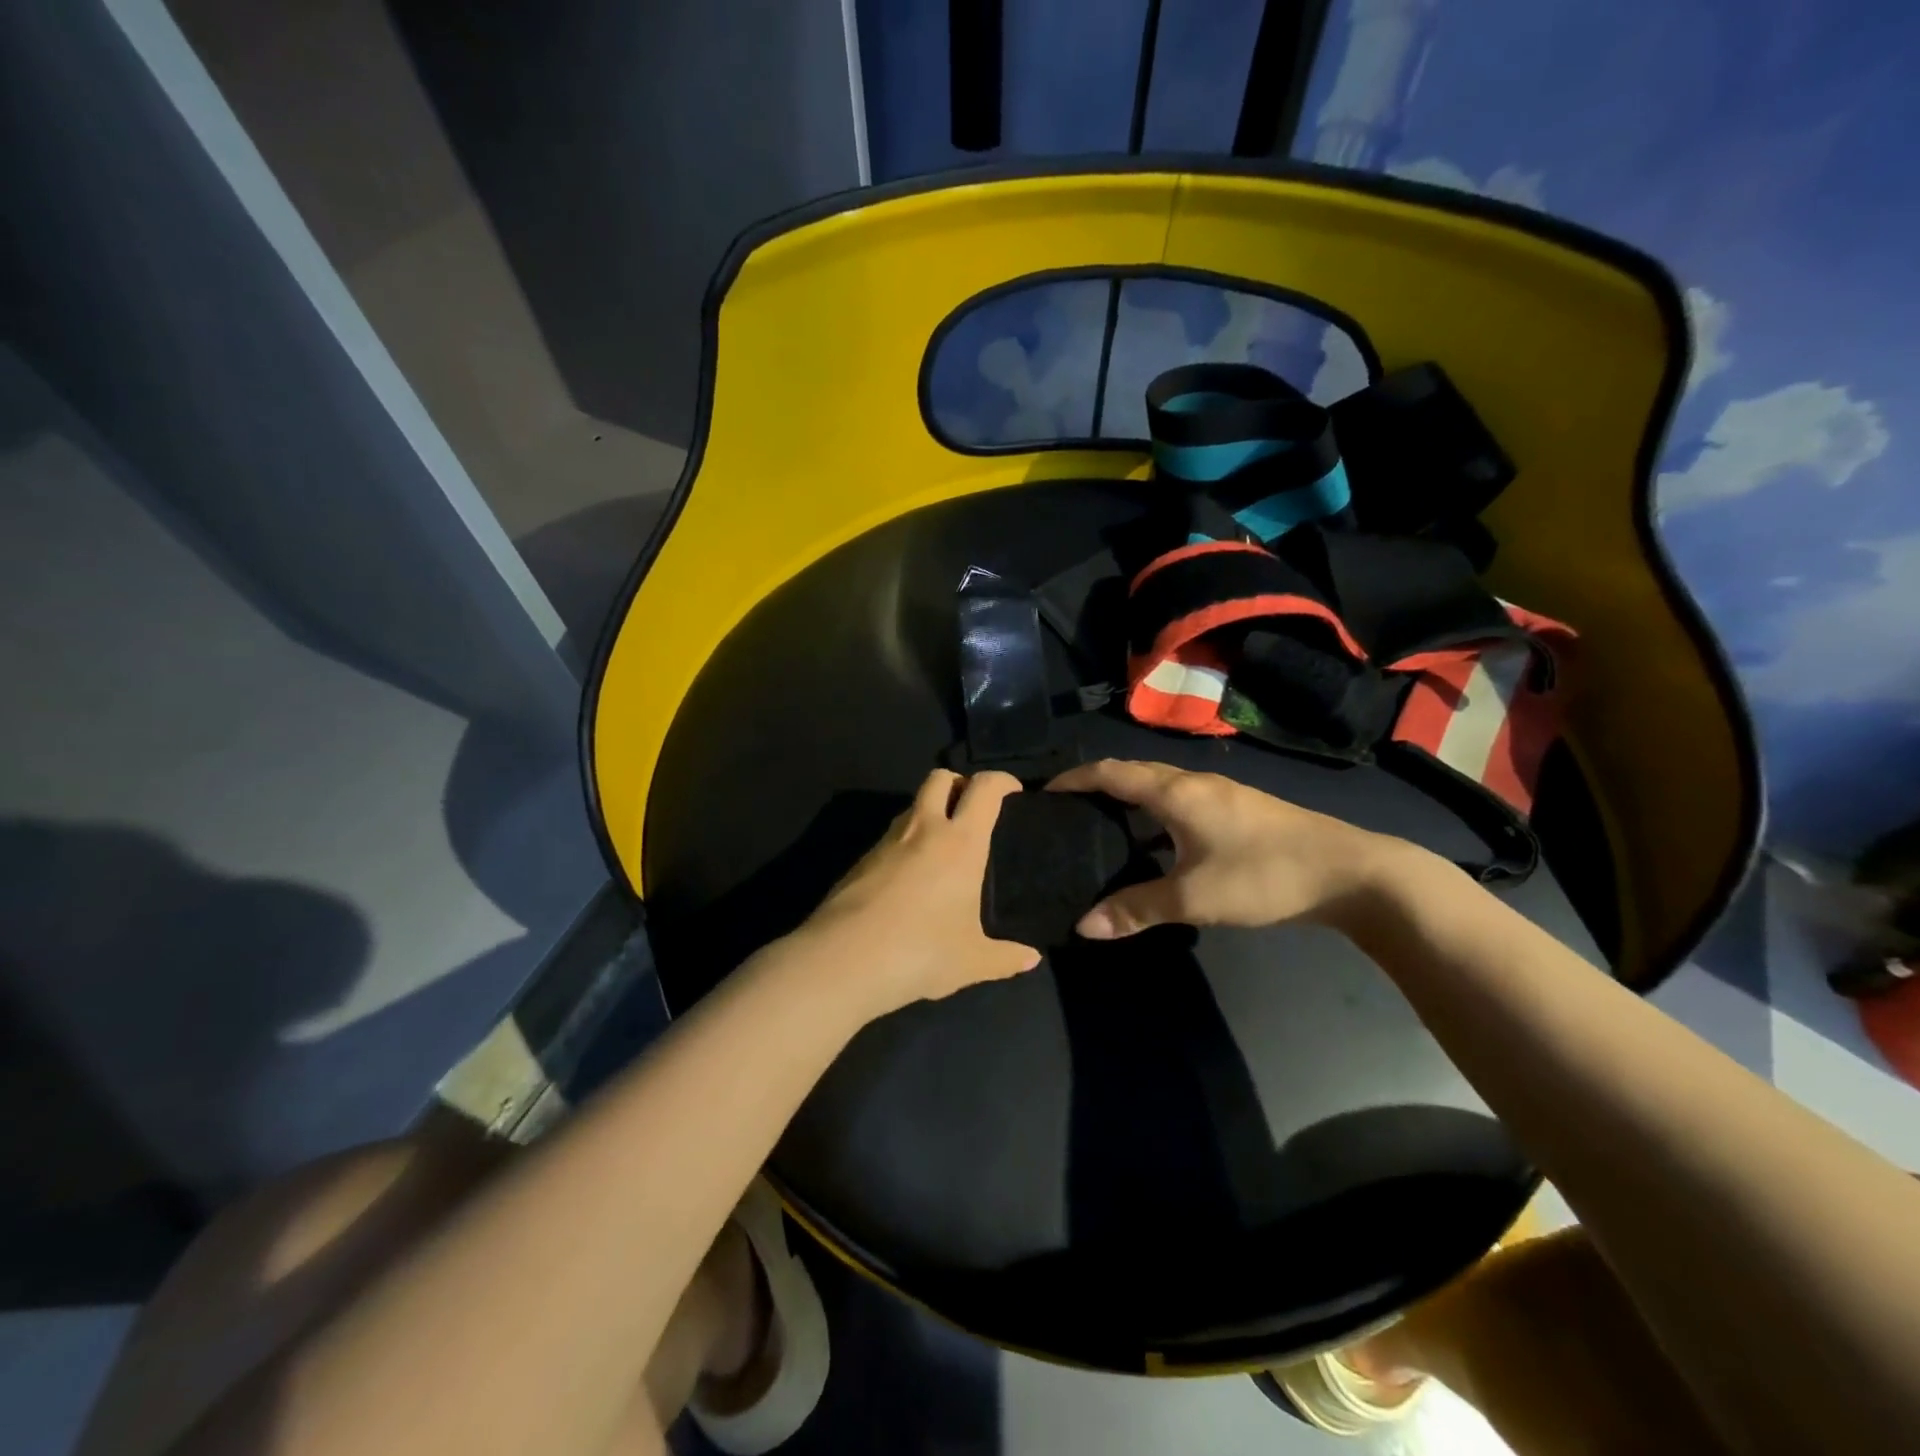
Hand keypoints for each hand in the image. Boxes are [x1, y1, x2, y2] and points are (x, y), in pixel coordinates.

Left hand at [795, 768, 1041, 1014]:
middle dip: (959, 782)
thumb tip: (1031, 959)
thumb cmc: (921, 952)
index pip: (984, 788)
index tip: (1013, 792)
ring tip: (942, 846)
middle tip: (972, 810)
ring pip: (912, 805)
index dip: (1002, 780)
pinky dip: (906, 841)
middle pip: (940, 778)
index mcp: (961, 842)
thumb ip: (1004, 958)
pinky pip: (891, 836)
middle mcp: (924, 829)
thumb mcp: (971, 961)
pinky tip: (910, 877)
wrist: (843, 960)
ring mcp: (887, 841)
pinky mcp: (861, 859)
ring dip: (930, 811)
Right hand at [1047, 759, 1409, 938]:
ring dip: (1126, 798)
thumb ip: (1136, 909)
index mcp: (1176, 792)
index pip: (1111, 772)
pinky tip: (1153, 842)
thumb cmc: (1264, 876)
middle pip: (1133, 772)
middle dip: (1096, 785)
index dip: (1075, 779)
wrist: (1351, 872)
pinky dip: (1152, 811)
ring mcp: (1220, 794)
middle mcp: (1194, 783)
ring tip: (1100, 826)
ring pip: (1159, 786)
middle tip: (1065, 812)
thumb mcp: (1194, 897)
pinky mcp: (1239, 810)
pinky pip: (1179, 800)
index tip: (1044, 792)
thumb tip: (1083, 926)